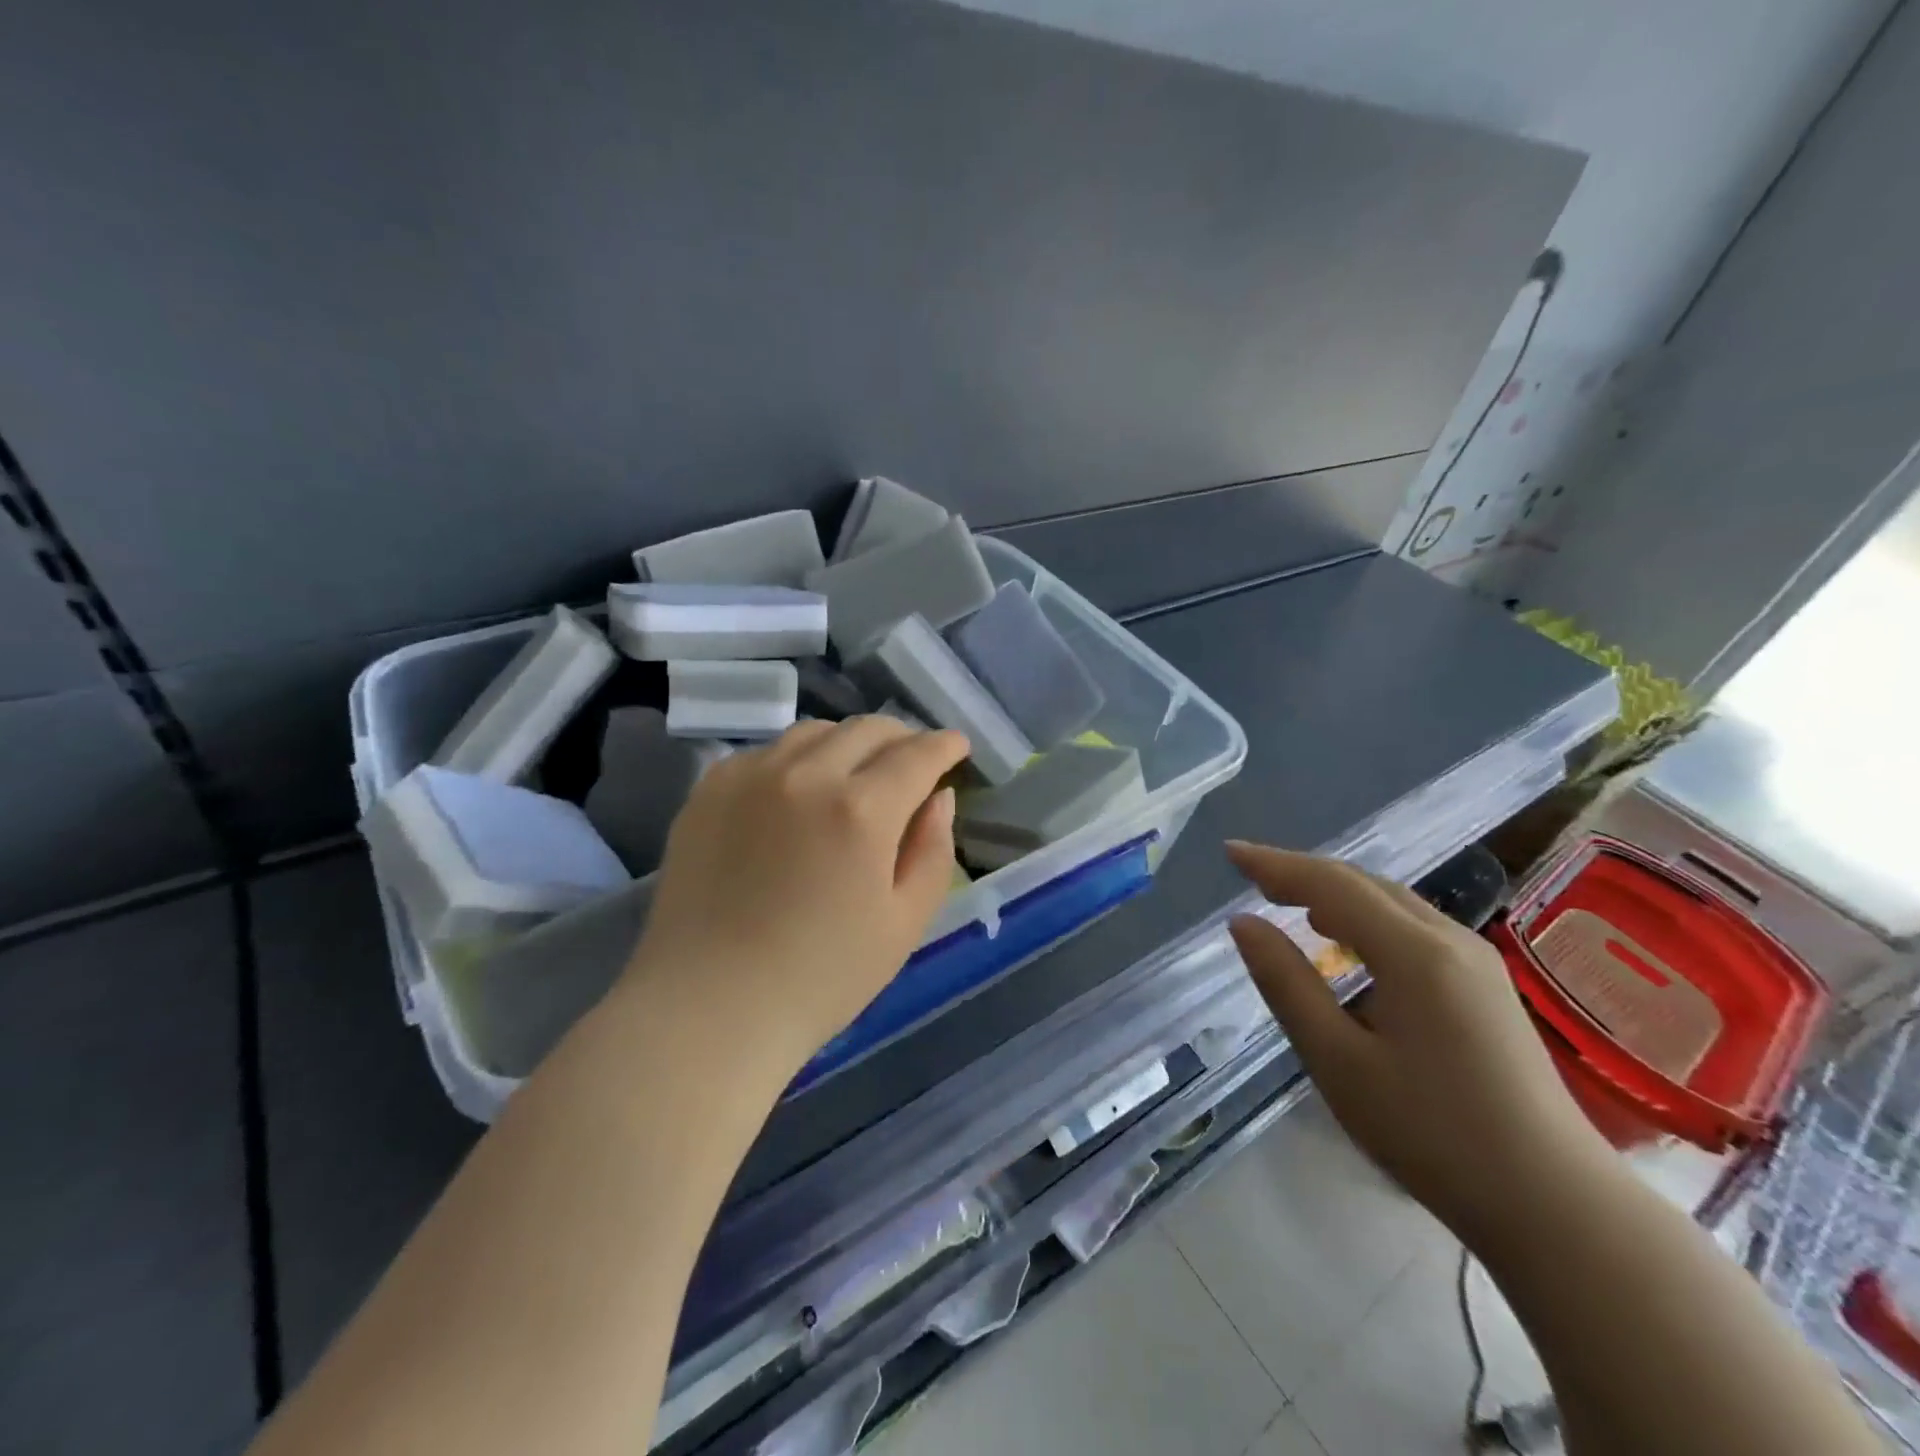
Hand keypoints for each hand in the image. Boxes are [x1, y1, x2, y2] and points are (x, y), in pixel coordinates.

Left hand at [624, 717, 968, 1077]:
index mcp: (861, 810)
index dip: (945, 745)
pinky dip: (797, 759)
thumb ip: (933, 849)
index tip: (957, 747)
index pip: (917, 754)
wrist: (710, 1007)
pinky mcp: (709, 789)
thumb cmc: (821, 977)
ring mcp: (750, 775)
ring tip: (856, 772)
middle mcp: (806, 774)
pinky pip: (766, 751)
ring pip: (815, 732)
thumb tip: (938, 796)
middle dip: (902, 737)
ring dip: (849, 742)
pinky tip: (798, 790)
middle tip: (913, 760)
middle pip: (867, 729)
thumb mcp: (905, 922)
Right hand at [1225, 842, 1613, 1241]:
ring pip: (1392, 903)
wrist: (1557, 1207)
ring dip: (1335, 894)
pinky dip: (1366, 918)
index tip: (1231, 853)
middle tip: (1251, 876)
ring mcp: (1477, 962)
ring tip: (1288, 902)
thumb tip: (1243, 924)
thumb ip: (1286, 983)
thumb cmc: (1433, 1135)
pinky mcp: (1486, 986)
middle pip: (1364, 884)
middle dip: (1302, 873)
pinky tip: (1348, 943)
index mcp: (1414, 953)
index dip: (1275, 865)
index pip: (1330, 885)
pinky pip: (1413, 927)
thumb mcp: (1338, 1061)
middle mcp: (1450, 940)